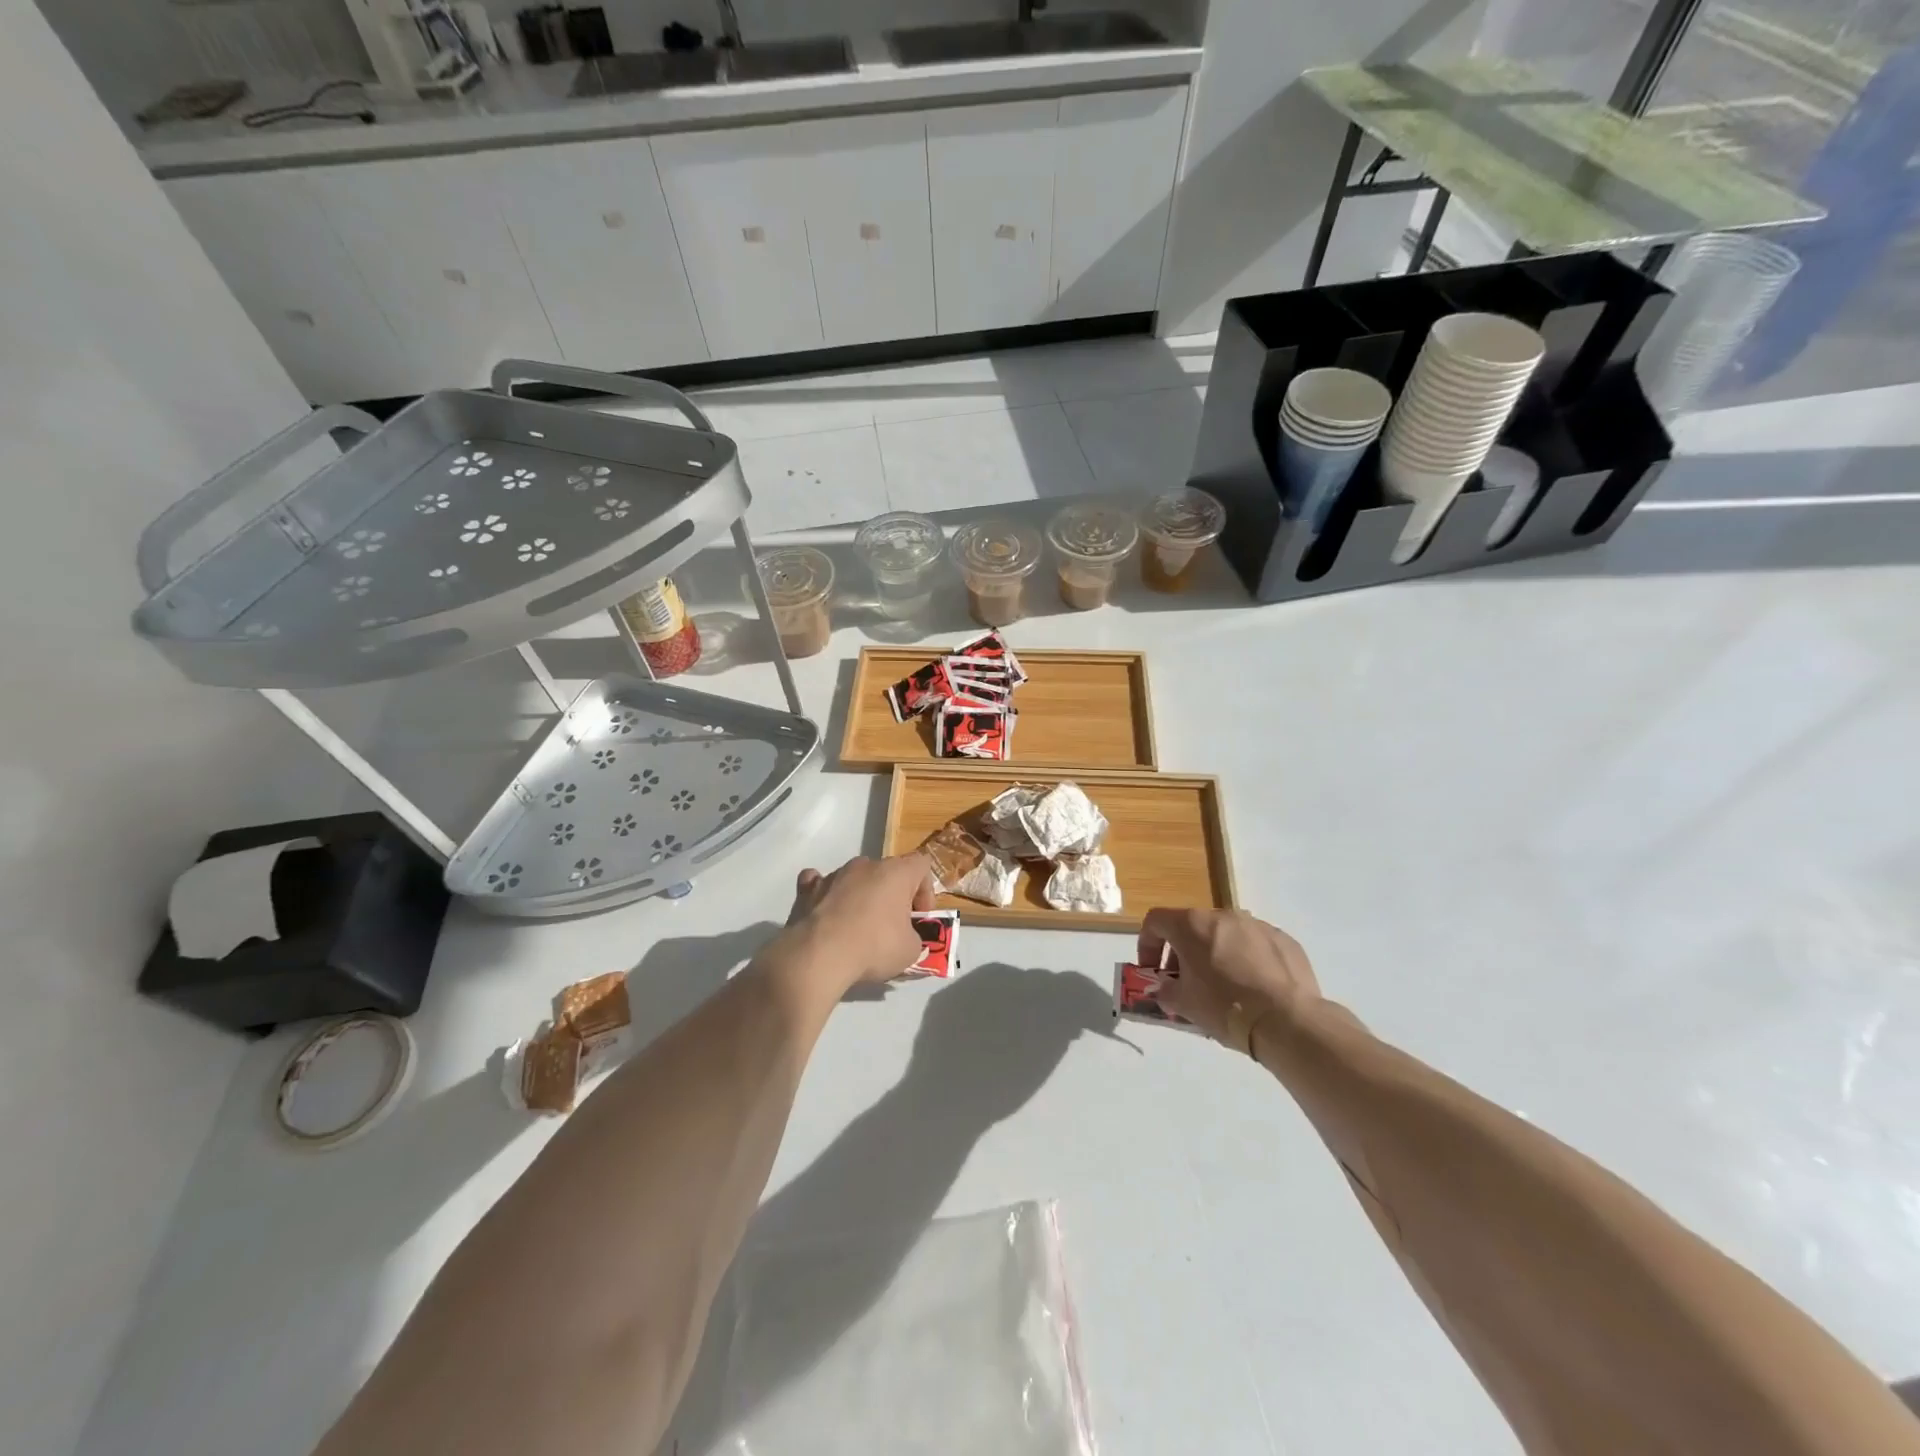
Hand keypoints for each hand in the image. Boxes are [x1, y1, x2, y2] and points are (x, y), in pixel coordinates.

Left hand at [778, 853, 935, 997]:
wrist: (818, 956)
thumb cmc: (873, 947)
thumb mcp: (910, 950)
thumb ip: (913, 936)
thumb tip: (903, 937)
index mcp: (896, 872)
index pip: (922, 865)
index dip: (925, 890)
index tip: (918, 916)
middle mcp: (866, 865)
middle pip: (887, 871)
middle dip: (892, 895)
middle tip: (892, 925)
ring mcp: (834, 874)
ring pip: (855, 878)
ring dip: (861, 896)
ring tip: (857, 927)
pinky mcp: (807, 889)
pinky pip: (820, 884)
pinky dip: (826, 895)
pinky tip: (827, 913)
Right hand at [1138, 908, 1321, 1047]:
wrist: (1287, 1021)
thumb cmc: (1224, 1007)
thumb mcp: (1183, 1004)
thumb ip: (1165, 991)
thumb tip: (1164, 988)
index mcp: (1192, 925)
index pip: (1156, 921)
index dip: (1147, 944)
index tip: (1153, 971)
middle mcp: (1223, 916)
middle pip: (1192, 927)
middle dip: (1183, 952)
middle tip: (1186, 982)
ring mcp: (1257, 925)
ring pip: (1226, 935)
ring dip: (1216, 954)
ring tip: (1224, 987)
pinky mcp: (1284, 940)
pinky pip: (1256, 945)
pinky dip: (1248, 960)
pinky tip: (1255, 989)